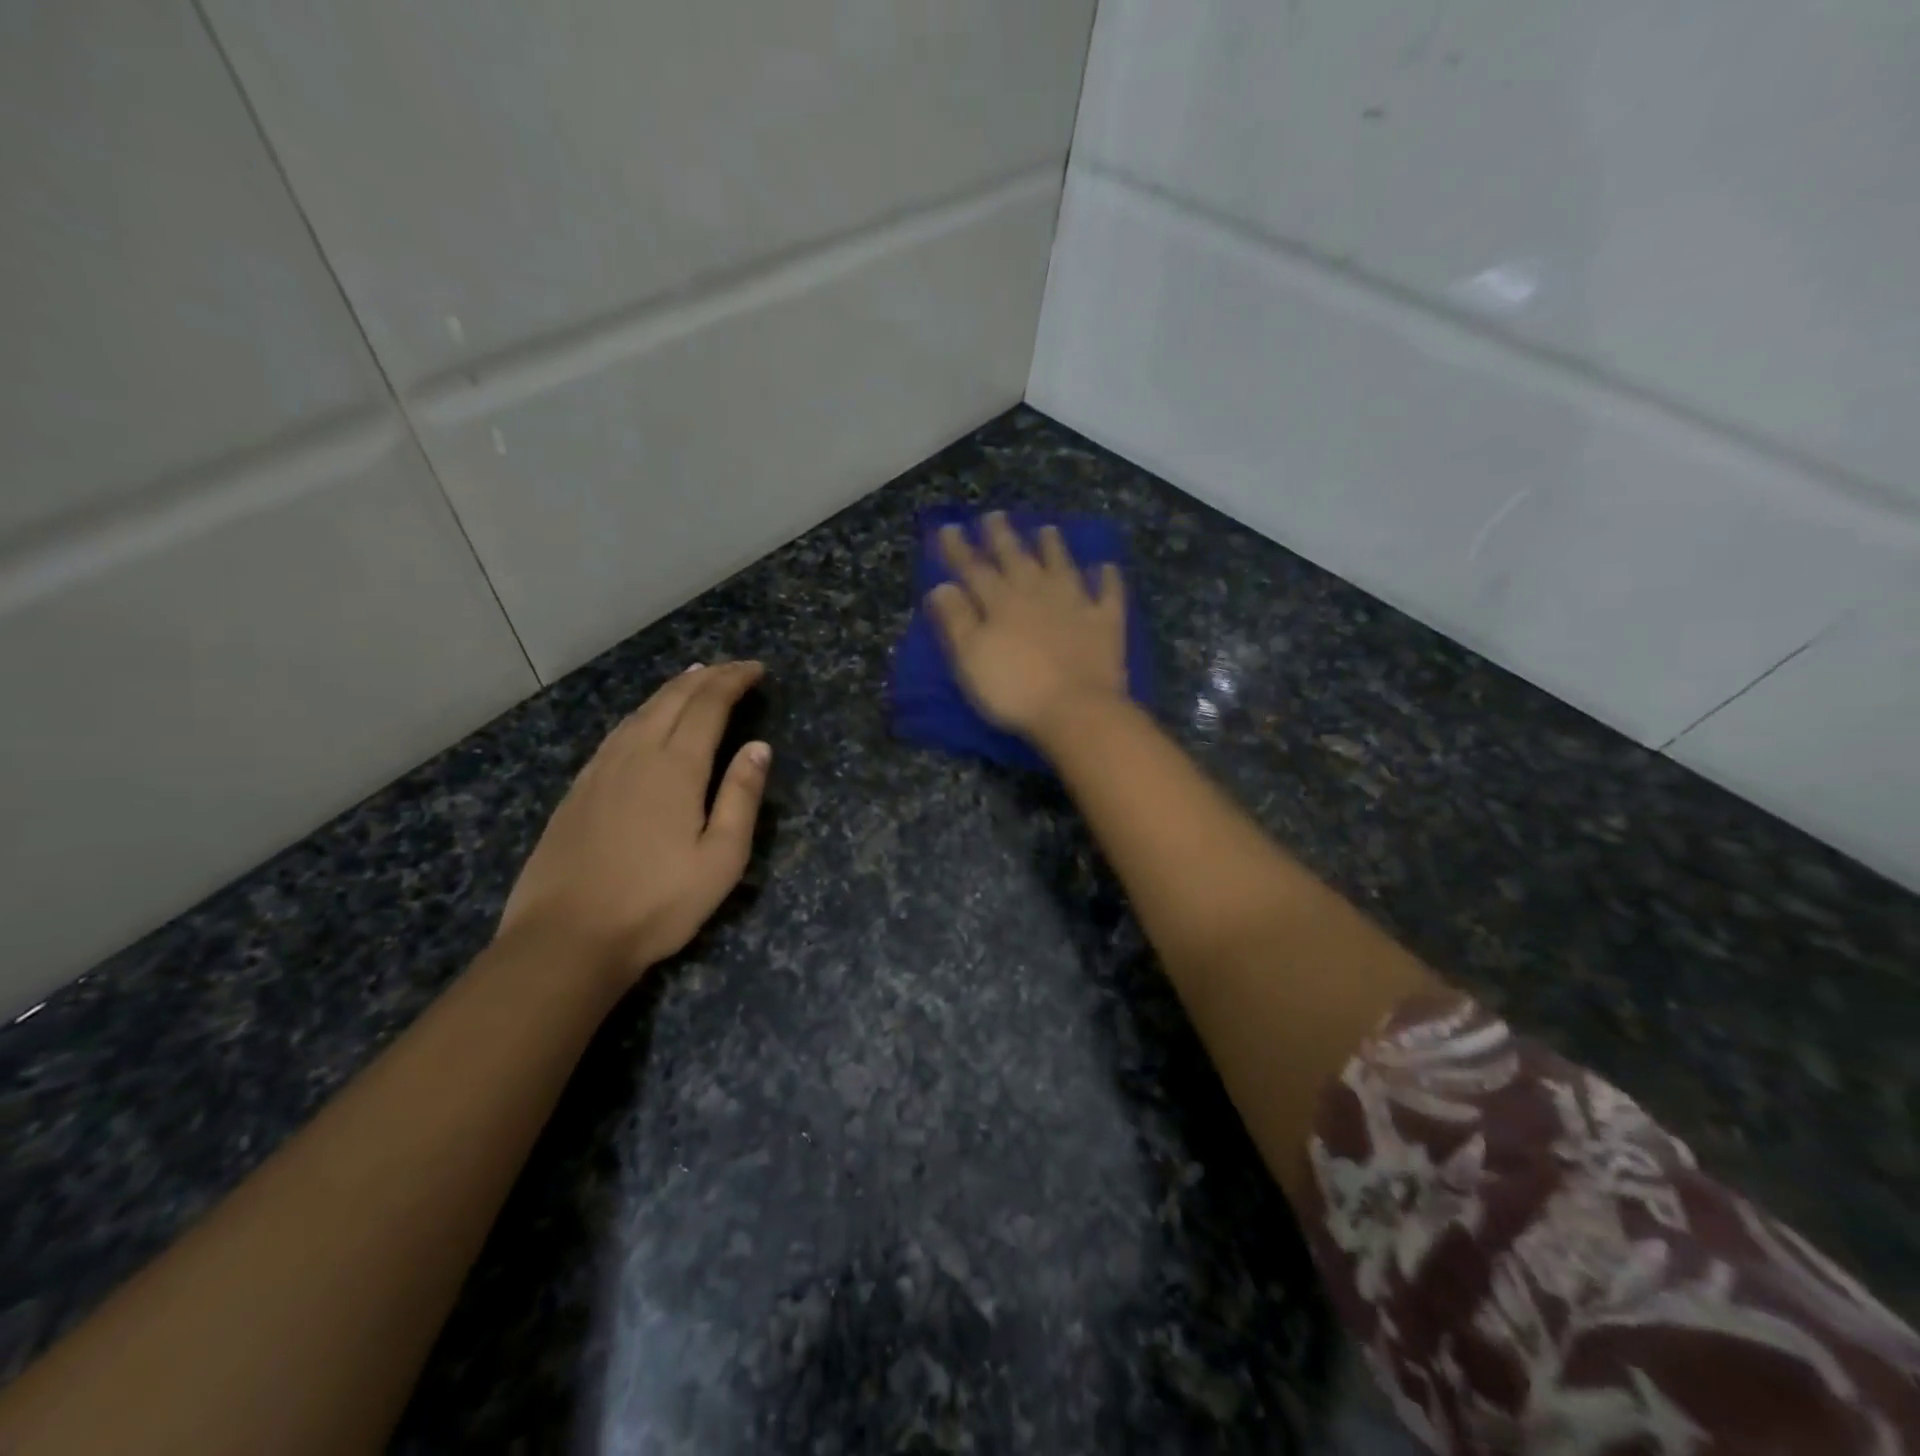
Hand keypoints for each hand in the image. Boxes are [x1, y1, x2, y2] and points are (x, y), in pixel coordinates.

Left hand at [498, 661, 770, 985]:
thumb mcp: (721, 858)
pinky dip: (642, 713)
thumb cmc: (657, 902)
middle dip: (707, 676)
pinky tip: (644, 722)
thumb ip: (741, 797)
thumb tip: (759, 746)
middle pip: (672, 698)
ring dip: (672, 689)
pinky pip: (617, 733)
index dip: (734, 680)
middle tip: (733, 668)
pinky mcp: (578, 789)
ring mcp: (600, 770)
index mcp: (675, 767)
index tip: (757, 670)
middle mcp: (636, 754)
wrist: (565, 938)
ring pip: (640, 711)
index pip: (708, 705)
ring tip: (693, 678)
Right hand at [926, 512, 1127, 737]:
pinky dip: (1107, 579)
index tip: (948, 528)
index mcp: (1001, 603)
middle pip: (1017, 559)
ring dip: (1053, 547)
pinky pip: (1108, 594)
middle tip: (995, 515)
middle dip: (1003, 537)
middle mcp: (1037, 593)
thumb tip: (942, 586)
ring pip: (1062, 566)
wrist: (1076, 709)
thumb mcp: (971, 658)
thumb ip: (956, 620)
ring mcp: (1075, 604)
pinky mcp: (1105, 623)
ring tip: (1047, 529)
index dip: (960, 549)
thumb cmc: (1014, 689)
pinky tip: (1106, 568)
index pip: (974, 570)